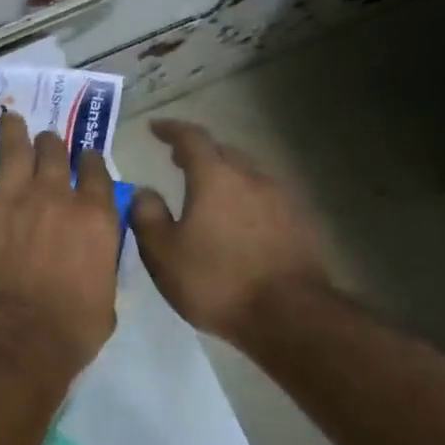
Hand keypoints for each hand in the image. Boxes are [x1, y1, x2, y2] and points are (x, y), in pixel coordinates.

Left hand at [0, 111, 121, 371]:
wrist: (14, 336)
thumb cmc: (69, 329)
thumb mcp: (105, 299)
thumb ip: (99, 266)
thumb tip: (92, 260)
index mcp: (94, 217)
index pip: (97, 172)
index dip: (90, 160)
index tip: (85, 157)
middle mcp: (54, 196)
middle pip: (54, 152)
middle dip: (51, 143)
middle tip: (45, 140)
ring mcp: (10, 198)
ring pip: (13, 149)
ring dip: (12, 132)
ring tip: (10, 119)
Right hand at [130, 119, 331, 342]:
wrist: (290, 316)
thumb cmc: (216, 280)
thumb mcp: (162, 253)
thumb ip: (147, 216)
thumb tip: (144, 191)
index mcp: (215, 178)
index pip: (191, 138)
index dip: (171, 130)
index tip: (155, 128)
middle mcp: (252, 178)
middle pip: (224, 152)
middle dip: (200, 152)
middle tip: (177, 160)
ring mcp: (282, 200)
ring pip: (249, 174)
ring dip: (225, 175)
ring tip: (208, 192)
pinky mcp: (301, 224)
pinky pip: (266, 198)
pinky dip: (246, 199)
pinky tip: (238, 221)